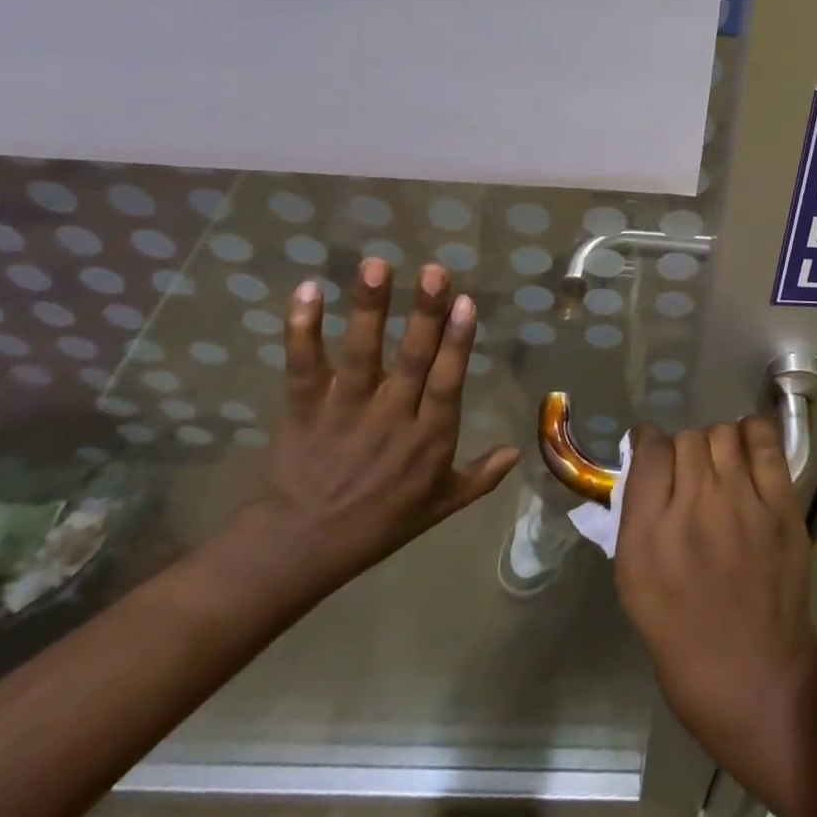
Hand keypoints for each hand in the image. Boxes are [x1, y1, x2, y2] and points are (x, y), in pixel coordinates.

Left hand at [244, 258, 519, 596]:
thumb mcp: (438, 507)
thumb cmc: (378, 524)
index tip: (465, 302)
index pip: (447, 383)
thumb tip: (518, 451)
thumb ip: (479, 477)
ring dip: (369, 309)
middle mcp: (390, 419)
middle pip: (411, 360)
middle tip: (434, 271)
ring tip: (377, 266)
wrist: (299, 550)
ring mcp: (345, 411)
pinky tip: (308, 289)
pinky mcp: (304, 409)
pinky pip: (303, 366)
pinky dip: (302, 329)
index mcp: (428, 439)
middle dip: (424, 314)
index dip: (456, 343)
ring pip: (360, 355)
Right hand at [615, 419, 816, 786]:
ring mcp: (741, 505)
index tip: (654, 455)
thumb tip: (643, 463)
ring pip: (722, 433)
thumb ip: (635, 517)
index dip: (650, 444)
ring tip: (721, 469)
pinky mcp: (781, 508)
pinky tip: (747, 452)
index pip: (649, 450)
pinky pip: (763, 442)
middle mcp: (692, 510)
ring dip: (716, 445)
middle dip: (684, 452)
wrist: (756, 682)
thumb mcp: (634, 584)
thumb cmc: (683, 639)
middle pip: (686, 439)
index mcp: (648, 536)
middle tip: (691, 476)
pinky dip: (752, 436)